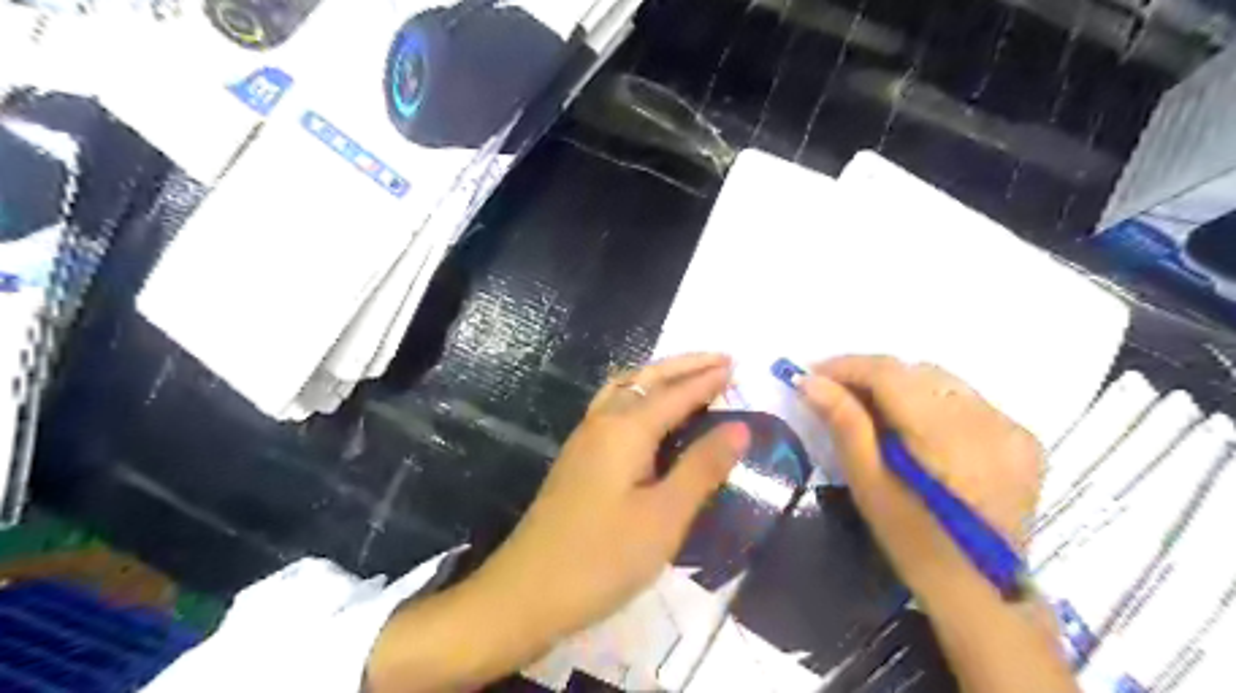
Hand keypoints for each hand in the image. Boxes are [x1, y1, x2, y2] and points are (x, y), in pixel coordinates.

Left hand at [472, 351, 743, 643]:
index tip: (737, 365)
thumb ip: (702, 468)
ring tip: (687, 378)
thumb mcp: (664, 517)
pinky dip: (638, 395)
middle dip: (683, 366)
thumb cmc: (602, 558)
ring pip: (624, 389)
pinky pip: (613, 407)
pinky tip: (646, 414)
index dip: (707, 379)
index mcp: (625, 430)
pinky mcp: (577, 459)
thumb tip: (739, 427)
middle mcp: (602, 423)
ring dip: (658, 377)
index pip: (675, 394)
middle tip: (719, 360)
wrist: (525, 593)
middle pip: (646, 379)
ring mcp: (584, 440)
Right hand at [803, 358, 1040, 594]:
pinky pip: (964, 399)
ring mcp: (1012, 428)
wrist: (978, 587)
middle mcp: (988, 421)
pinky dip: (930, 401)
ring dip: (899, 386)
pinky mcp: (1022, 437)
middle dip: (870, 375)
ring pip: (941, 381)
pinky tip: (912, 425)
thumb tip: (809, 380)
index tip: (811, 373)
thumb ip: (844, 423)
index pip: (891, 374)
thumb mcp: (869, 484)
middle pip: (916, 372)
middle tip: (833, 392)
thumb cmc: (912, 542)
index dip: (847, 366)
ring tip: (868, 406)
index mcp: (949, 437)